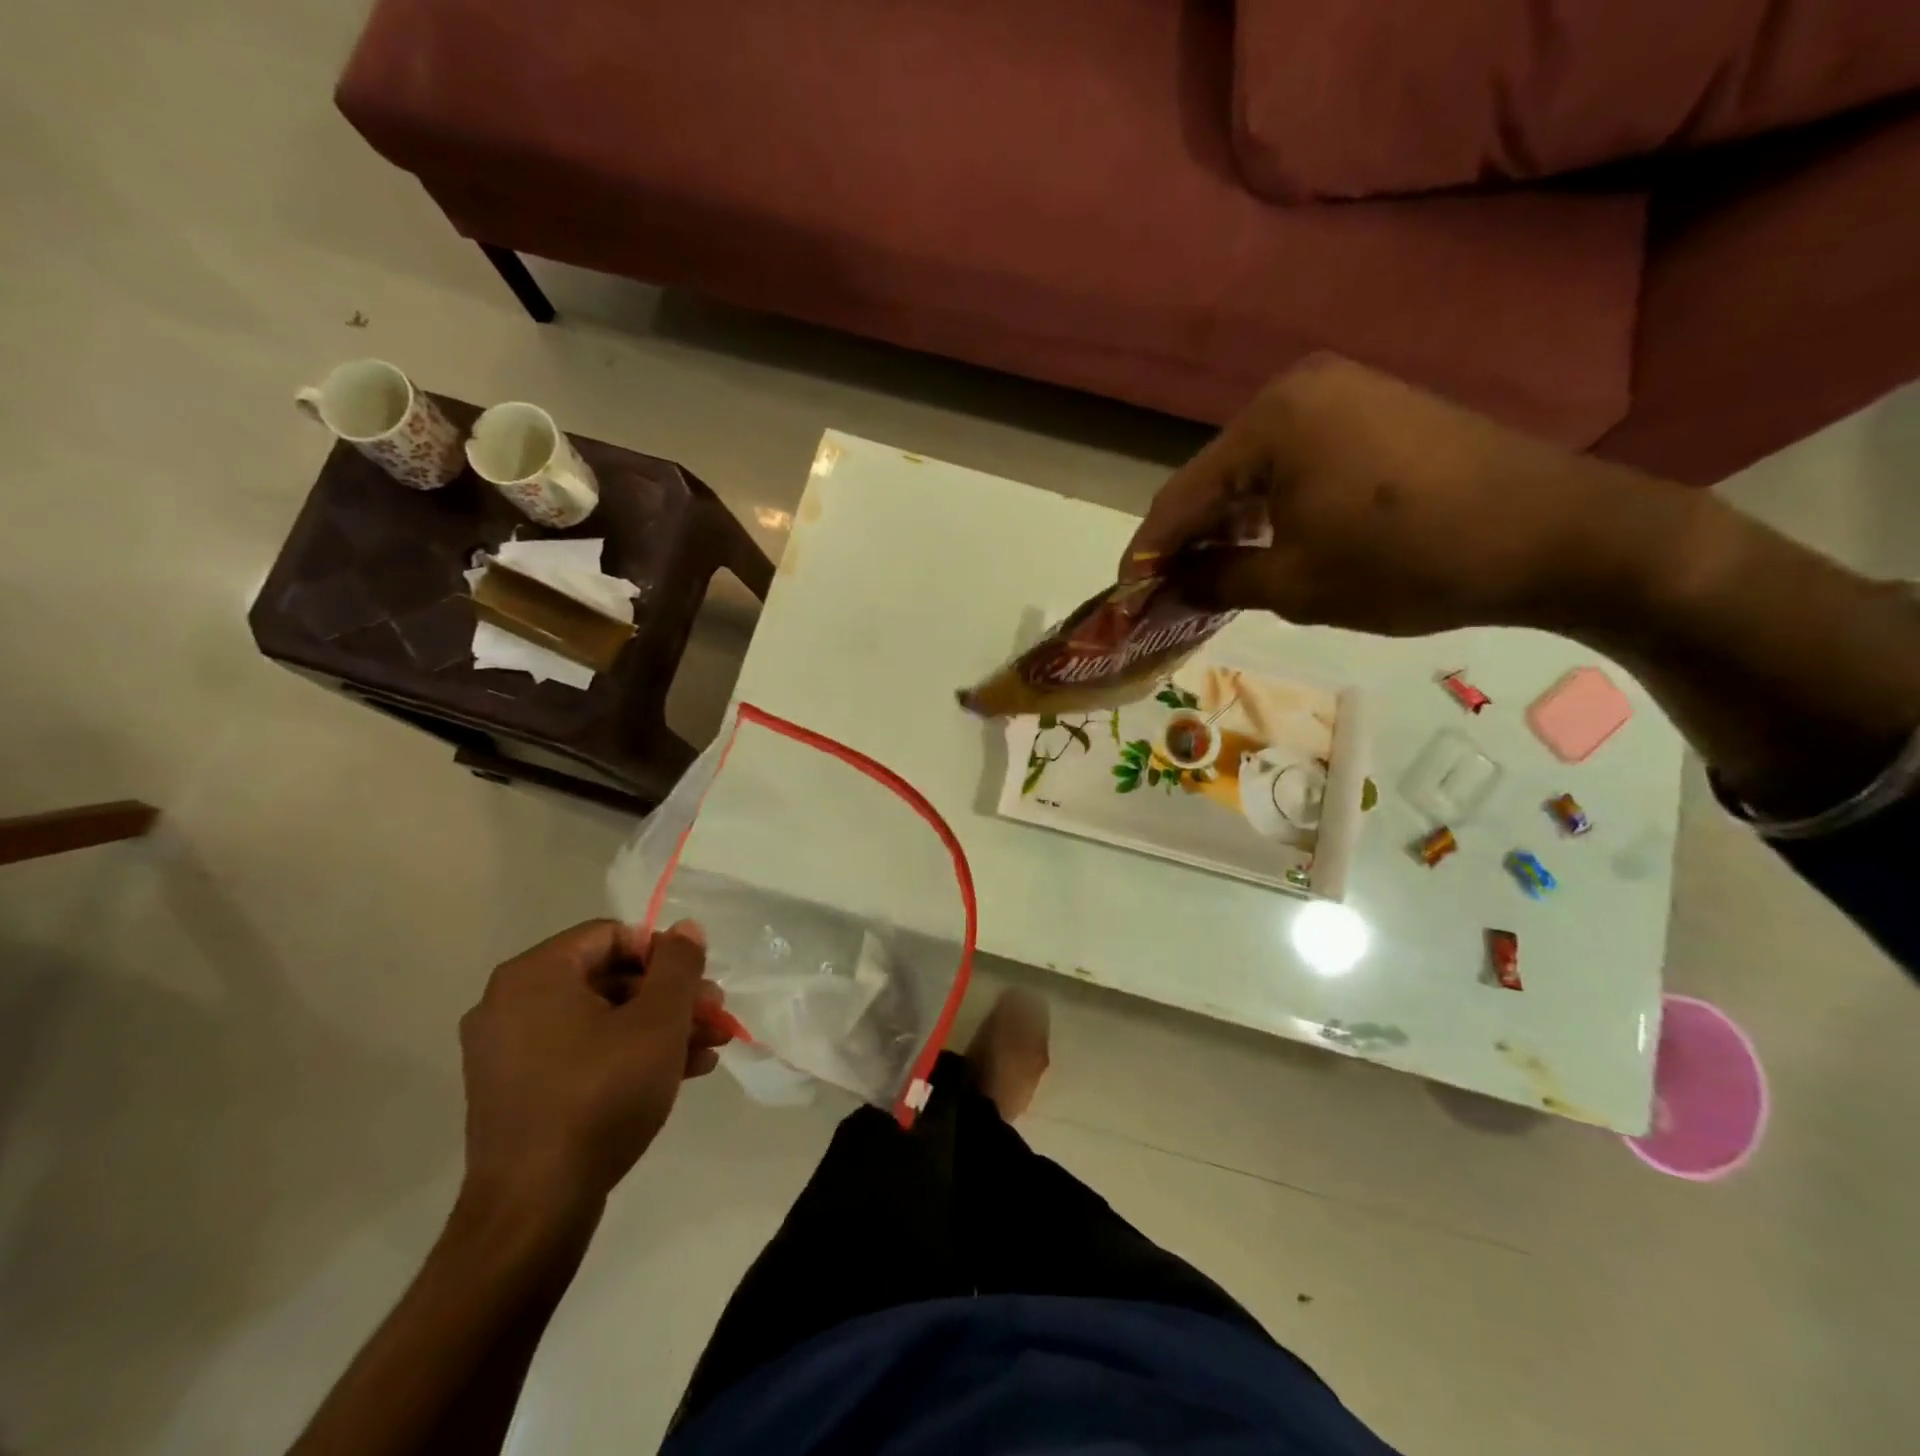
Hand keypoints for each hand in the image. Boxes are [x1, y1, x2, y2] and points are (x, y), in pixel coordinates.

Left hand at [457, 919, 729, 1213]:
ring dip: (658, 1027)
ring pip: (600, 1019)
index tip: (697, 984)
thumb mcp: (658, 1022)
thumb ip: (678, 965)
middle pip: (608, 978)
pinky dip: (627, 1054)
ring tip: (709, 1047)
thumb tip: (685, 928)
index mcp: (535, 976)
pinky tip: (680, 1073)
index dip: (663, 953)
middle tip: (715, 1016)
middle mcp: (510, 1004)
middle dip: (670, 996)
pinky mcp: (516, 1093)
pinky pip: (581, 1052)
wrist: (535, 1210)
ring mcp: (508, 1052)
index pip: (611, 935)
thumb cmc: (600, 1096)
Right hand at [1124, 356, 1684, 636]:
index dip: (1148, 553)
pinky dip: (1271, 508)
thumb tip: (1170, 587)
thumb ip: (1218, 580)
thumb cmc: (1411, 562)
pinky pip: (1296, 463)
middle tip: (1167, 593)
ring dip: (1229, 526)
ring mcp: (1342, 393)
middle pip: (1214, 479)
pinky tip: (1267, 545)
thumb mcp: (1298, 585)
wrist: (1560, 536)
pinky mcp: (1374, 410)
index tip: (1125, 598)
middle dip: (1187, 540)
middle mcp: (1298, 389)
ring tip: (1211, 578)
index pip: (1181, 496)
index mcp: (1272, 421)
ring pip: (1254, 472)